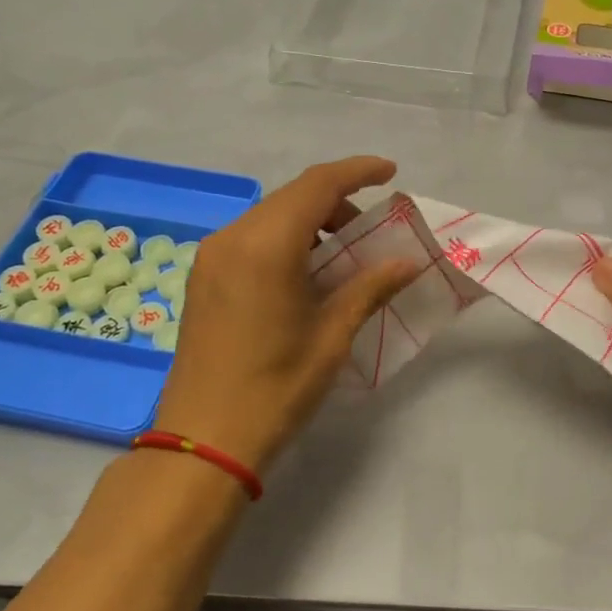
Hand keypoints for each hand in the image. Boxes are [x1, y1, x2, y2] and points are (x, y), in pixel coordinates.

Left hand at [152, 157, 417, 475]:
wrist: (204, 439)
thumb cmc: (276, 386)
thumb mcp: (332, 335)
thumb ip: (370, 286)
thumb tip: (408, 262)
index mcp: (266, 245)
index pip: (318, 185)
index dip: (357, 171)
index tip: (390, 172)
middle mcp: (233, 238)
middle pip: (292, 197)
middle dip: (337, 201)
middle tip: (371, 232)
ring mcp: (212, 257)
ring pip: (271, 216)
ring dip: (310, 222)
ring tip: (342, 257)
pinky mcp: (203, 277)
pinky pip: (251, 238)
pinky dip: (285, 240)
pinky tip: (305, 273)